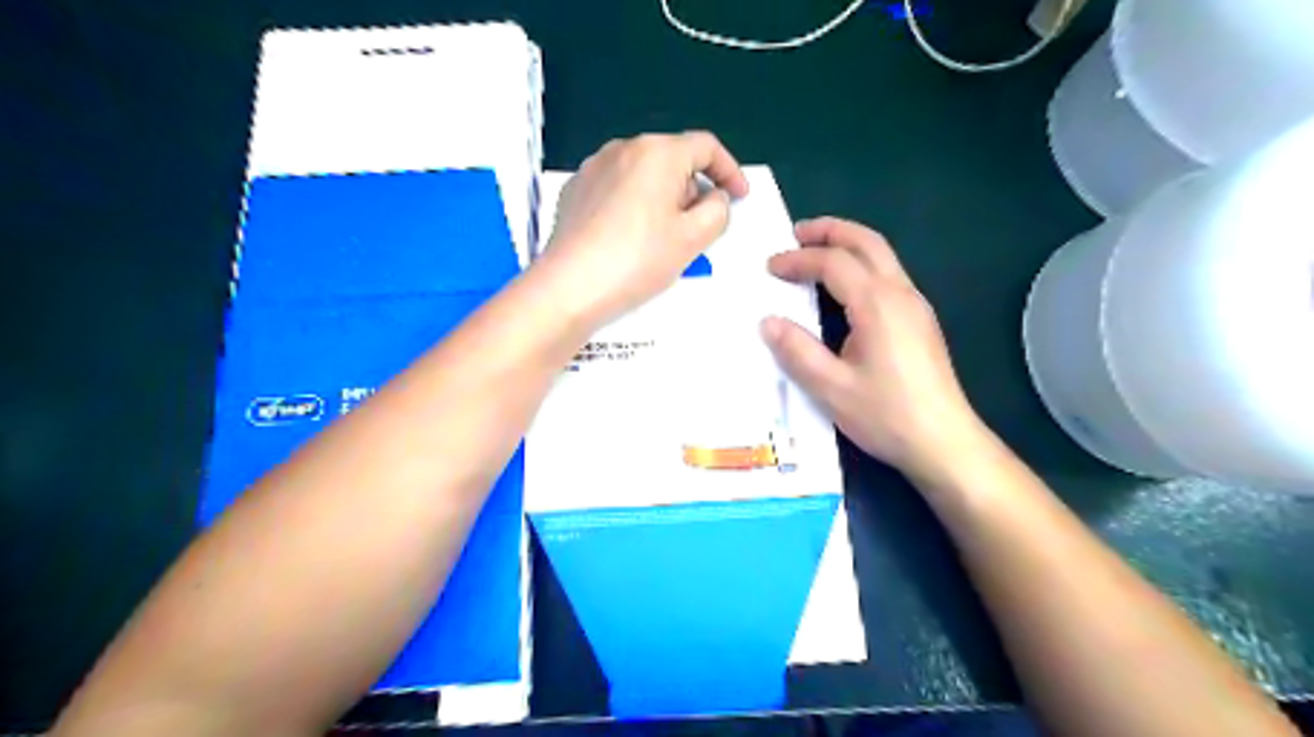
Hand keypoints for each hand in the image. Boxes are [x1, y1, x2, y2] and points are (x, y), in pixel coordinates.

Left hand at [536, 129, 743, 323]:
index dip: (730, 171)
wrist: (569, 287)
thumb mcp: (693, 239)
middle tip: (700, 229)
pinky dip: (635, 206)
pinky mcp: (575, 191)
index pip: (706, 147)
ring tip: (664, 239)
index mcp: (657, 152)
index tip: (739, 198)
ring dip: (664, 199)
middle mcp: (623, 148)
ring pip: (643, 175)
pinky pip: (617, 189)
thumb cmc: (638, 260)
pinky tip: (630, 239)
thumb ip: (718, 210)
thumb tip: (714, 197)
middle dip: (694, 190)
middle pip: (673, 160)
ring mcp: (593, 168)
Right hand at [761, 217, 985, 482]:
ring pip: (882, 255)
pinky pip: (889, 275)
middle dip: (830, 231)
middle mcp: (900, 294)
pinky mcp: (921, 321)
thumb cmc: (886, 415)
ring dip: (848, 244)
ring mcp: (916, 305)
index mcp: (877, 304)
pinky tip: (844, 287)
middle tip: (796, 233)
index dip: (798, 260)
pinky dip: (861, 264)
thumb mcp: (832, 388)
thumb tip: (768, 322)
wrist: (944, 442)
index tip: (770, 267)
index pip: (833, 263)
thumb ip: (798, 351)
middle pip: (867, 242)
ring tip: (816, 251)